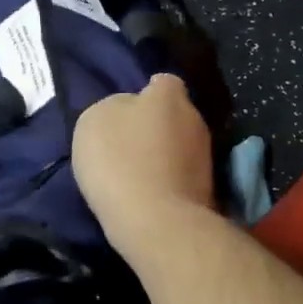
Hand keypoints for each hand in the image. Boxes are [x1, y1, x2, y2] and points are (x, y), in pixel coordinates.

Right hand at [73, 74, 215, 255]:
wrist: (156, 222)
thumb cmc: (120, 162)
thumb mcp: (95, 122)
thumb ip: (114, 108)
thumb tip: (128, 111)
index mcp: (169, 97)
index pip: (164, 82)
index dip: (146, 93)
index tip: (129, 110)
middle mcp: (194, 119)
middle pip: (174, 115)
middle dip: (157, 125)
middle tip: (129, 144)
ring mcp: (205, 156)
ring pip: (180, 146)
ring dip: (163, 155)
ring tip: (136, 174)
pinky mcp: (207, 189)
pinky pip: (182, 174)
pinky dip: (168, 180)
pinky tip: (148, 194)